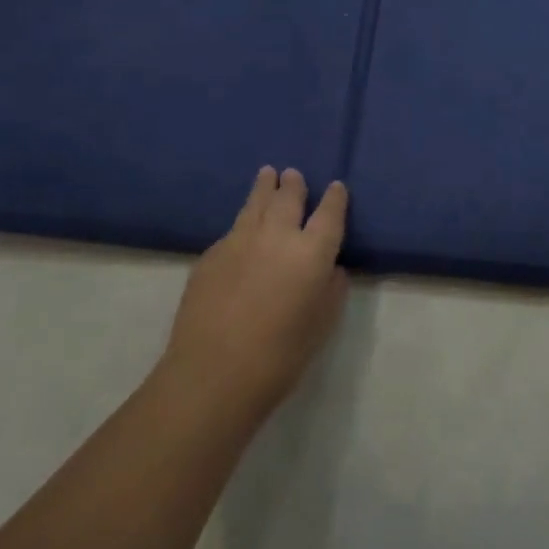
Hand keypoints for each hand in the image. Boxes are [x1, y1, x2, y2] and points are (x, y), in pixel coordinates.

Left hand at [161, 167, 349, 425]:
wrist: (212, 374)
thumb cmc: (279, 357)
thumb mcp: (321, 326)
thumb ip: (331, 291)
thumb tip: (330, 269)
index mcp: (312, 253)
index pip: (330, 214)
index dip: (335, 199)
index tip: (337, 187)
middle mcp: (277, 236)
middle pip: (288, 198)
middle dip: (294, 185)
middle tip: (293, 175)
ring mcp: (239, 241)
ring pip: (256, 204)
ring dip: (265, 188)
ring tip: (267, 174)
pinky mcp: (211, 255)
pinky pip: (234, 229)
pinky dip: (244, 222)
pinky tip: (242, 228)